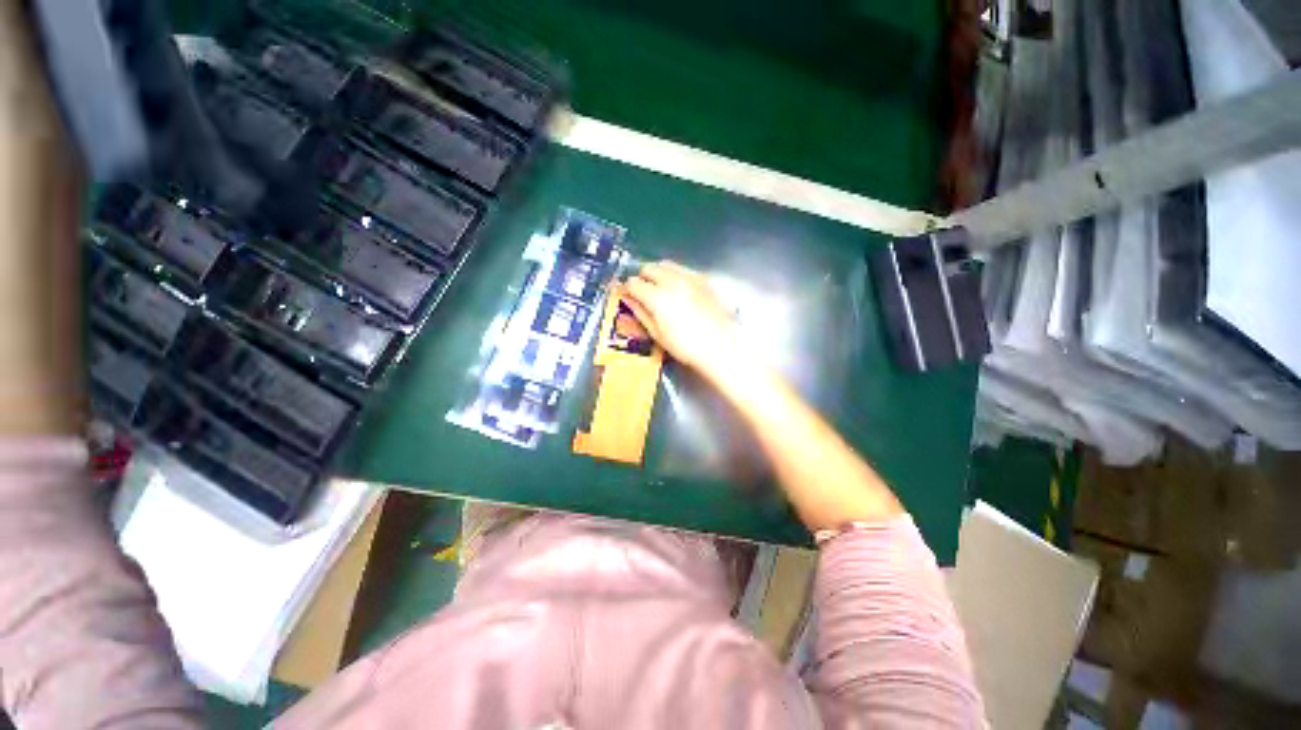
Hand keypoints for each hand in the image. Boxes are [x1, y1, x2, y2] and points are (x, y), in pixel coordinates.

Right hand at [621, 261, 743, 380]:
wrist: (720, 346)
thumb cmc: (685, 346)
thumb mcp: (657, 334)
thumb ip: (641, 313)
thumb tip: (629, 299)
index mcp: (657, 297)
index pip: (634, 283)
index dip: (627, 288)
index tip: (627, 294)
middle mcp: (672, 281)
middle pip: (649, 267)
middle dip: (642, 277)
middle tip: (641, 290)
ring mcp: (690, 277)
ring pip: (666, 264)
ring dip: (658, 272)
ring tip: (659, 287)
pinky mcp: (703, 279)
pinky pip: (683, 268)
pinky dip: (675, 273)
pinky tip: (678, 287)